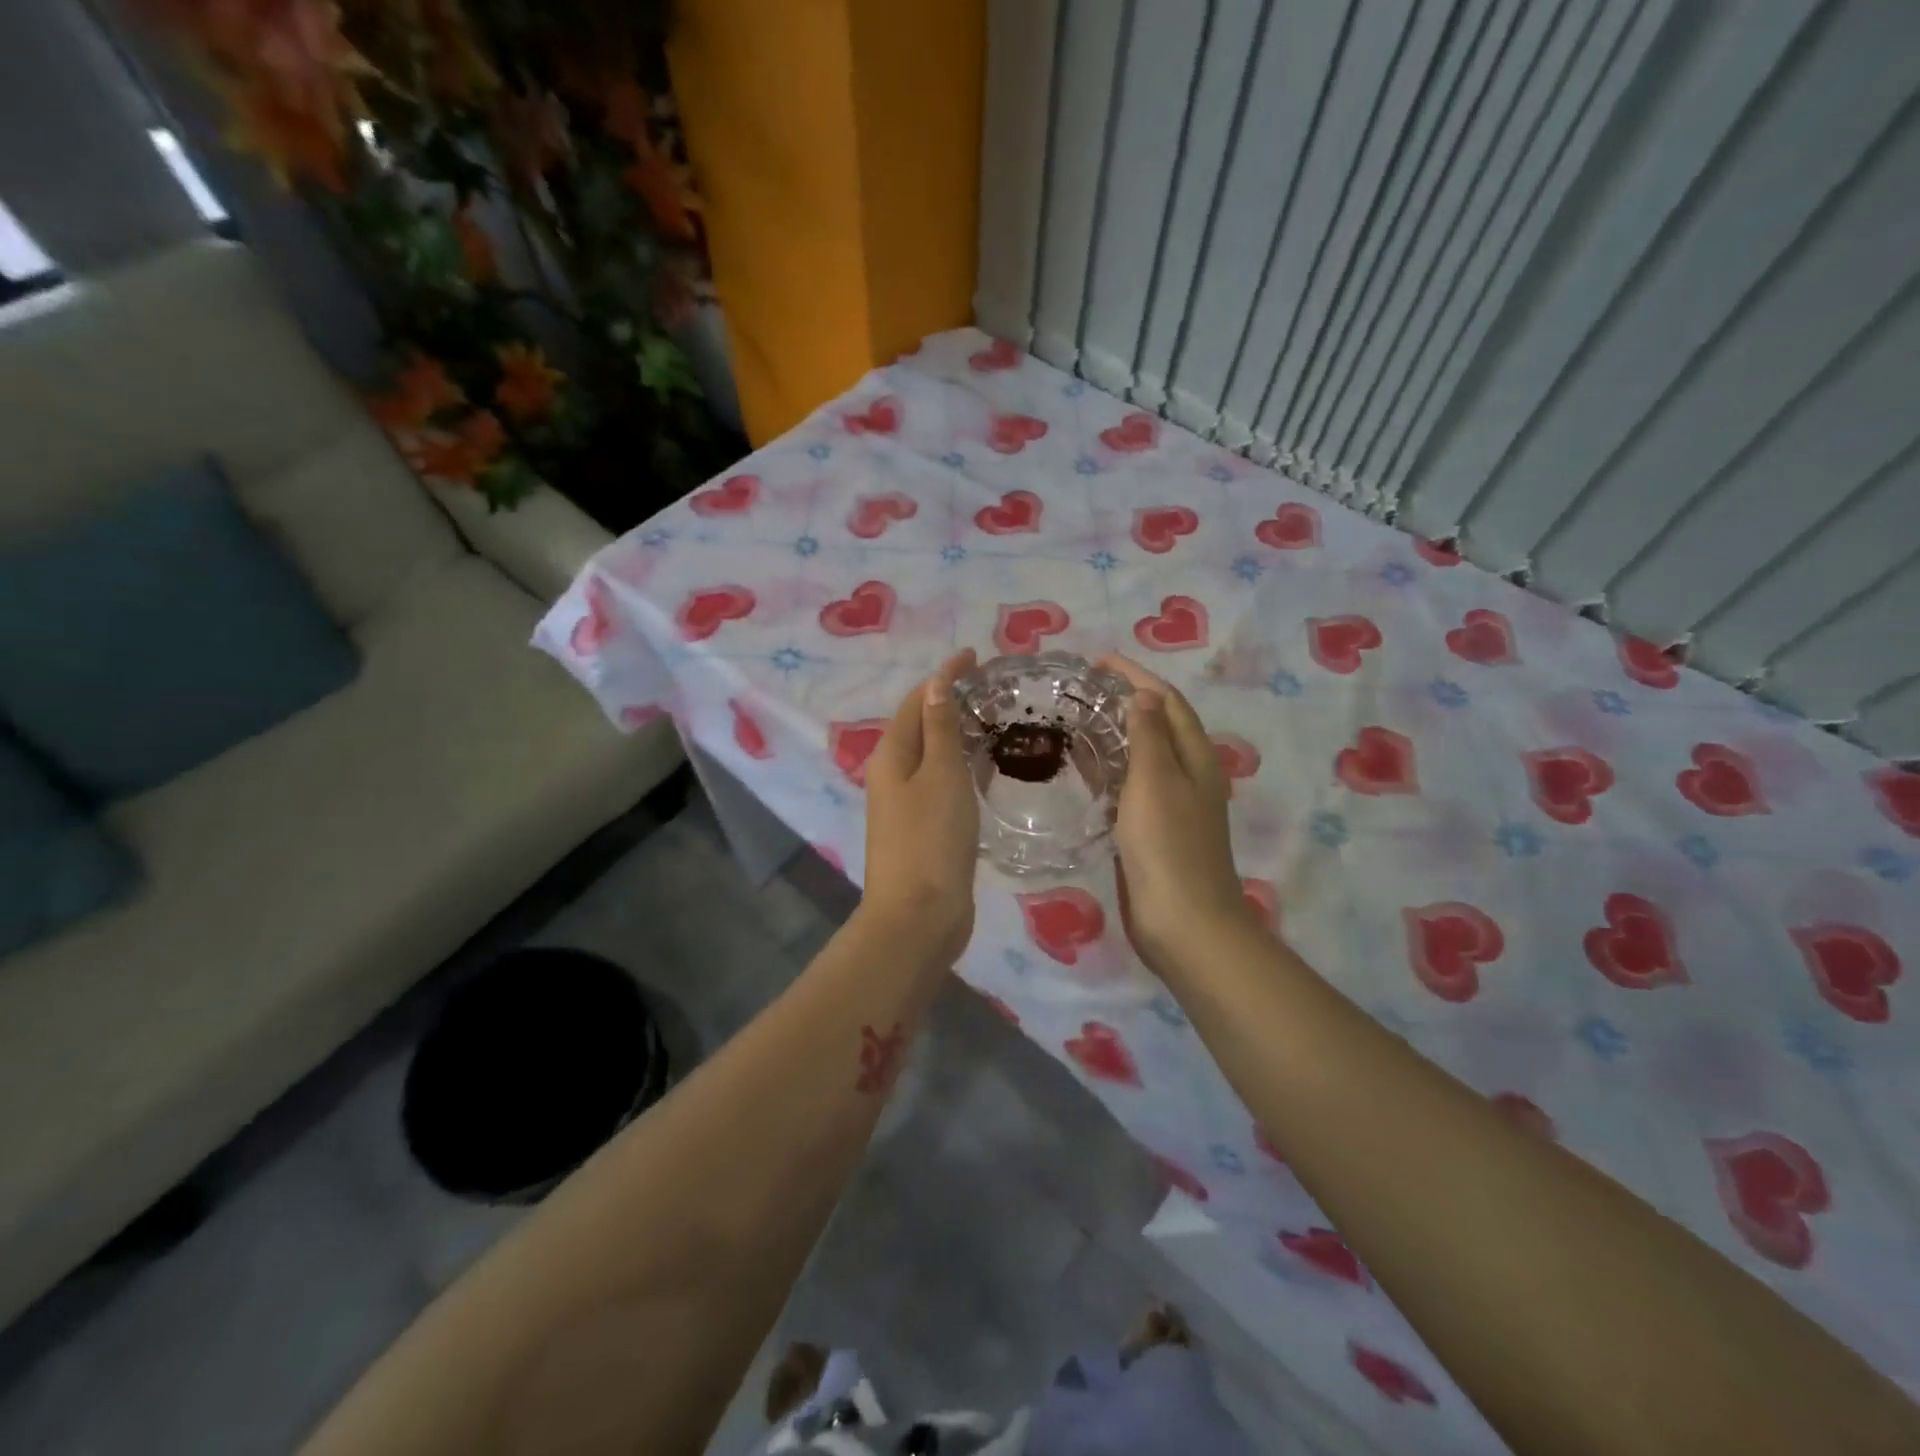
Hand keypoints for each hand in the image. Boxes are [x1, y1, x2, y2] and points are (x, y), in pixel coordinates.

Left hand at [861, 649, 979, 962]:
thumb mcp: (941, 776)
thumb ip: (941, 729)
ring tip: (998, 721)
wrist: (919, 917)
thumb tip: (936, 685)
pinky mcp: (925, 830)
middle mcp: (894, 775)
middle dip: (953, 702)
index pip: (917, 700)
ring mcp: (907, 805)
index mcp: (892, 756)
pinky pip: (943, 785)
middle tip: (995, 691)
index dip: (944, 676)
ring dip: (960, 735)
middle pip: (923, 726)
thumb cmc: (931, 839)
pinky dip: (963, 768)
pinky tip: (989, 770)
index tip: (976, 657)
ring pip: (934, 757)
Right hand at [1099, 656, 1251, 974]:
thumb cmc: (1168, 846)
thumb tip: (1144, 696)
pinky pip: (1130, 787)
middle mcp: (1189, 775)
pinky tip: (1082, 771)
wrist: (1183, 922)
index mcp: (1196, 757)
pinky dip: (1109, 770)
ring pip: (1142, 756)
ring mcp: (1172, 805)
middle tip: (1080, 690)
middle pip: (1157, 725)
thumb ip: (1149, 735)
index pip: (1167, 701)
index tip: (1098, 662)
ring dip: (1114, 734)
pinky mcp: (1152, 831)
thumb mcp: (1156, 781)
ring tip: (1075, 720)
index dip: (1136, 677)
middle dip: (1124, 701)